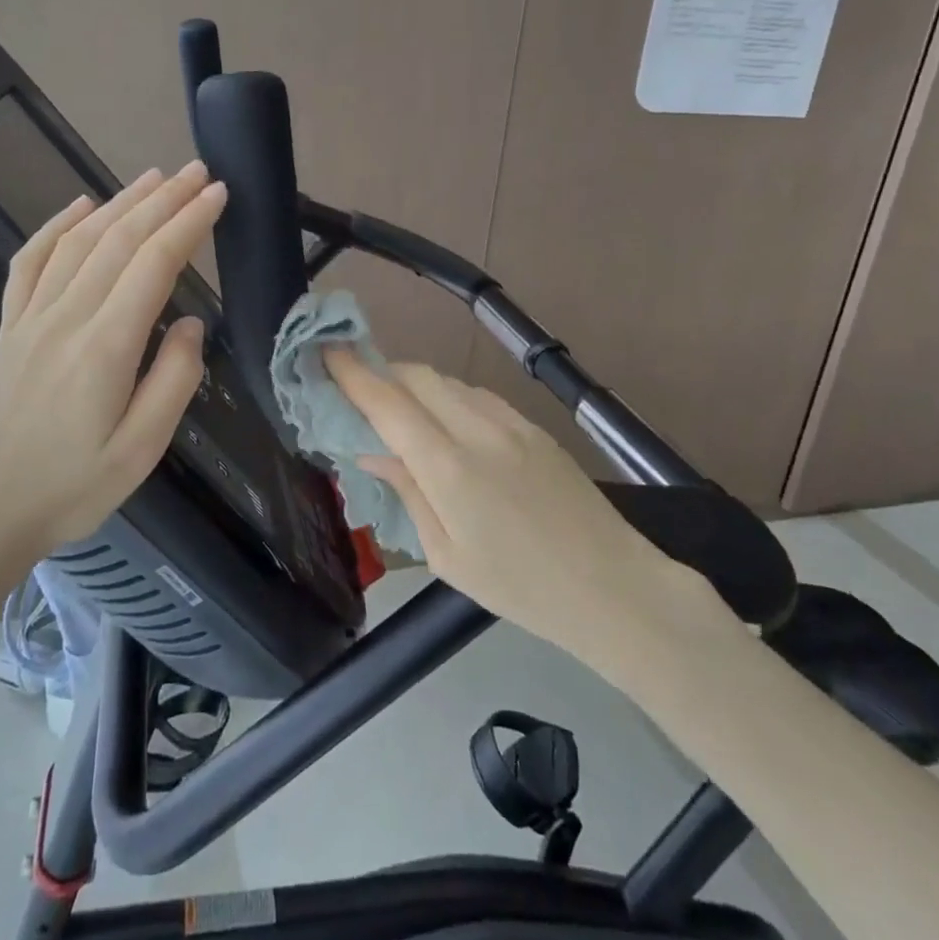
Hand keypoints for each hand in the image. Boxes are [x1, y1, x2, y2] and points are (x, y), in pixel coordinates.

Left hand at [0, 162, 226, 567]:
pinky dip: (57, 225)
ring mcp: (30, 317)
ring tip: (153, 177)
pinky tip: (79, 206)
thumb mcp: (141, 450)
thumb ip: (173, 381)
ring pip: (79, 241)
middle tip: (196, 171)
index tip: (217, 194)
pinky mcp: (8, 327)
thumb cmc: (70, 488)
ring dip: (119, 202)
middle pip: (119, 239)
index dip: (188, 222)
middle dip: (163, 200)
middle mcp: (65, 316)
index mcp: (105, 346)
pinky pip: (30, 261)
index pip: (154, 263)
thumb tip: (188, 323)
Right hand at [325, 351, 717, 653]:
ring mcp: (511, 423)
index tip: (326, 352)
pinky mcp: (534, 427)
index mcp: (449, 468)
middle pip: (416, 377)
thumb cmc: (519, 587)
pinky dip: (447, 395)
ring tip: (396, 405)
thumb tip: (372, 451)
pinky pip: (477, 395)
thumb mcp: (447, 556)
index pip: (387, 403)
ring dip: (413, 383)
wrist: (612, 586)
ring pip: (448, 381)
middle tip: (357, 387)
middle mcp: (478, 431)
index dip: (352, 374)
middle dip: (380, 371)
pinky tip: (444, 419)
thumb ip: (408, 493)